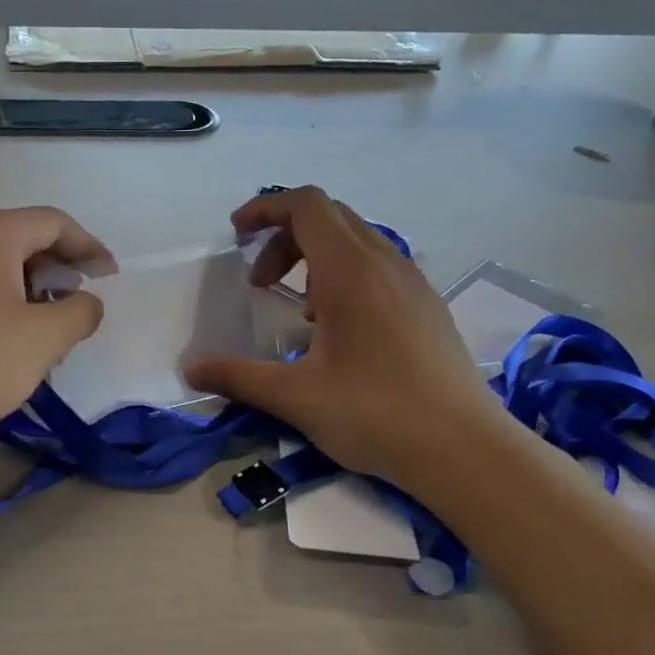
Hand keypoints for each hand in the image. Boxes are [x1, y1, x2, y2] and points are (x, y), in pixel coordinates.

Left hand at [0, 206, 114, 451]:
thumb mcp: (45, 338)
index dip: (89, 248)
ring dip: (32, 286)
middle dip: (60, 268)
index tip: (110, 276)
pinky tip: (14, 334)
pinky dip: (4, 298)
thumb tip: (86, 303)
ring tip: (52, 325)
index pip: (54, 223)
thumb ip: (81, 312)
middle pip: (23, 237)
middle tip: (82, 302)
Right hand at [184, 187, 500, 491]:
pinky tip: (340, 329)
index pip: (306, 206)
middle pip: (330, 217)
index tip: (236, 234)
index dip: (266, 208)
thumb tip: (191, 370)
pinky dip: (347, 276)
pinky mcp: (428, 306)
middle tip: (260, 283)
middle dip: (285, 237)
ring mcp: (414, 283)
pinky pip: (380, 266)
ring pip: (358, 241)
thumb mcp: (295, 397)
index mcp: (351, 272)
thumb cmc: (374, 414)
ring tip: (300, 310)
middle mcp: (386, 263)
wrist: (463, 448)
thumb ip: (238, 377)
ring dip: (316, 257)